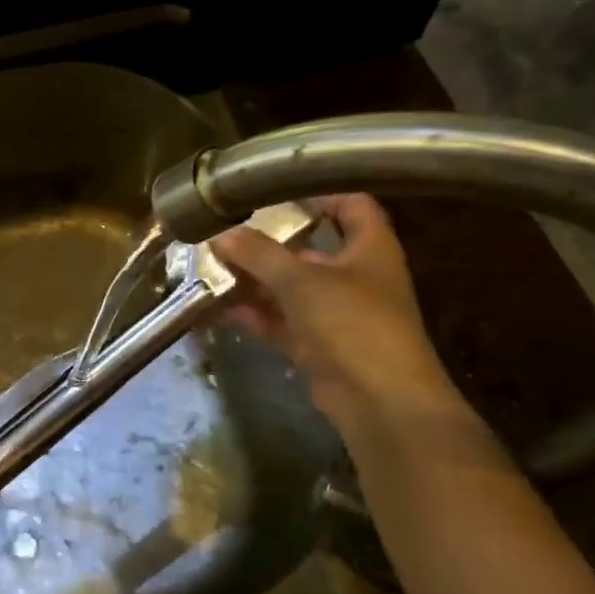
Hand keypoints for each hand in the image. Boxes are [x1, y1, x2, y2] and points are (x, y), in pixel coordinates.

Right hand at [213, 194, 460, 427]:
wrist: (380, 400)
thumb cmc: (352, 324)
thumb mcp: (302, 281)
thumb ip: (260, 255)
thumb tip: (221, 235)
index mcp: (370, 249)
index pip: (352, 205)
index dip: (320, 193)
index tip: (277, 193)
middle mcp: (355, 277)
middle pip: (311, 250)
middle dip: (270, 244)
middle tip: (228, 233)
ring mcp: (336, 315)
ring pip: (291, 289)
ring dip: (256, 280)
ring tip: (214, 268)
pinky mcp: (319, 346)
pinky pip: (282, 322)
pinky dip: (256, 314)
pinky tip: (221, 306)